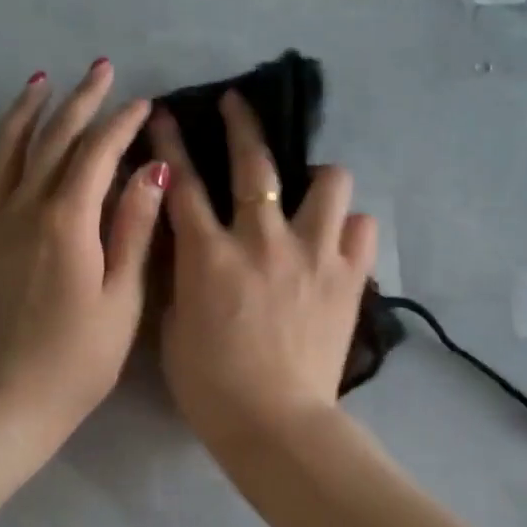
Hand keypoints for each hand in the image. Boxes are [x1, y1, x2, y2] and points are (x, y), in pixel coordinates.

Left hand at [0, 60, 167, 438]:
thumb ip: (133, 229)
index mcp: (69, 222)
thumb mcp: (122, 297)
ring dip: (24, 112)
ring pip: (4, 153)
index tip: (142, 103)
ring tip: (40, 80)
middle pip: (52, 141)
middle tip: (100, 69)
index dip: (121, 125)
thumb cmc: (80, 357)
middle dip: (79, 102)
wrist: (10, 401)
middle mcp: (24, 210)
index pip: (98, 155)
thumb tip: (152, 170)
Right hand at [151, 90, 377, 451]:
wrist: (275, 423)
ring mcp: (313, 254)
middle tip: (237, 103)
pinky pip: (362, 229)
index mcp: (209, 255)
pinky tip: (339, 240)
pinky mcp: (348, 277)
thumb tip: (189, 252)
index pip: (182, 183)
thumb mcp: (174, 330)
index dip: (170, 143)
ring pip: (329, 182)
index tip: (164, 114)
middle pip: (255, 163)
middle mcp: (263, 240)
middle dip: (242, 123)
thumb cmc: (212, 386)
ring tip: (312, 188)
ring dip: (318, 177)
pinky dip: (350, 228)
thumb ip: (181, 281)